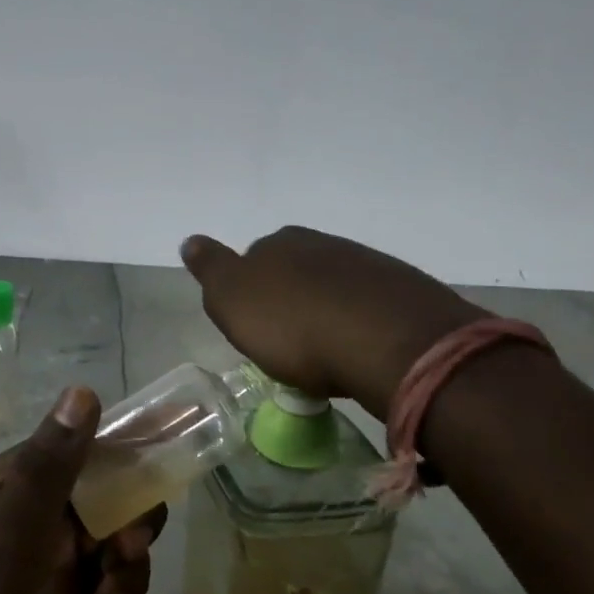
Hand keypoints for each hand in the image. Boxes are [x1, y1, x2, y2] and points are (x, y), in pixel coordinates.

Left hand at [0, 387, 163, 593]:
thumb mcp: (11, 544)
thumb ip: (49, 469)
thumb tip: (83, 390)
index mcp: (13, 487)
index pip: (85, 453)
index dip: (126, 469)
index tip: (152, 498)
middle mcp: (35, 519)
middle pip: (114, 506)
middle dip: (127, 543)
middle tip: (120, 566)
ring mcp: (54, 569)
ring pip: (122, 558)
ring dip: (125, 593)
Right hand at [180, 226, 484, 420]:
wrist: (388, 342)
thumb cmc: (295, 328)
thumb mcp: (233, 301)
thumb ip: (211, 269)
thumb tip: (190, 240)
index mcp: (278, 244)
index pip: (253, 260)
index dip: (252, 294)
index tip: (256, 327)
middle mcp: (321, 243)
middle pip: (296, 271)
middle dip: (291, 299)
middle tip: (290, 342)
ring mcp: (366, 263)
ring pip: (334, 286)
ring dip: (327, 311)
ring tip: (328, 353)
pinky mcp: (403, 290)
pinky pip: (370, 305)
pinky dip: (361, 323)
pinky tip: (362, 349)